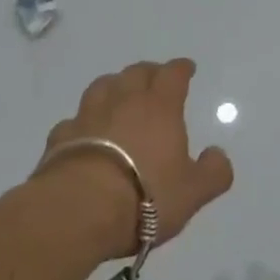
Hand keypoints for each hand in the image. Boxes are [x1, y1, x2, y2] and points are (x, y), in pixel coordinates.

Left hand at [34, 58, 234, 262]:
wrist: (78, 210)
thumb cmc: (144, 196)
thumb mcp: (192, 192)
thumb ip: (213, 173)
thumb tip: (218, 155)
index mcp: (160, 106)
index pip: (173, 74)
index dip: (181, 68)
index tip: (187, 68)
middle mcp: (124, 100)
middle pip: (137, 72)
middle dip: (149, 72)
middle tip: (155, 79)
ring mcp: (89, 115)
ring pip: (104, 85)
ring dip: (115, 85)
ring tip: (119, 95)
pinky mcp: (61, 137)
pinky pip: (75, 120)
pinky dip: (83, 121)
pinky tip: (85, 133)